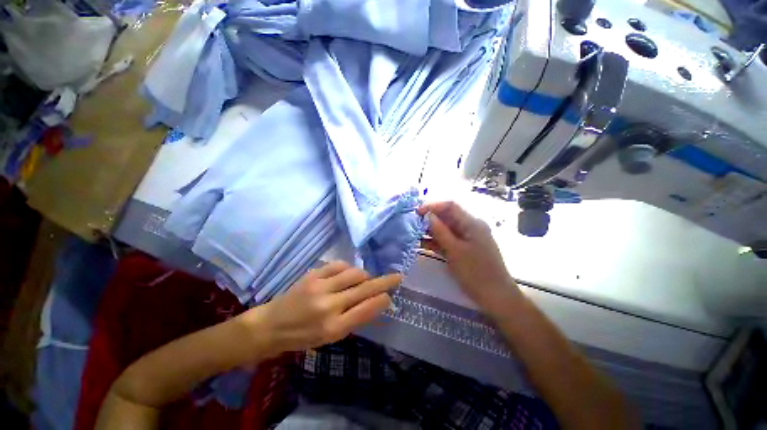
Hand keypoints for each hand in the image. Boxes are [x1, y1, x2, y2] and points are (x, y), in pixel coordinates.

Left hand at [256, 261, 400, 354]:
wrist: (271, 326)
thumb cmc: (302, 337)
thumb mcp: (330, 338)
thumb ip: (353, 319)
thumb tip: (375, 302)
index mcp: (334, 328)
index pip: (367, 309)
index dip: (383, 300)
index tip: (391, 296)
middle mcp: (329, 306)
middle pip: (365, 289)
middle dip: (385, 282)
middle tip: (398, 276)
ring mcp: (320, 287)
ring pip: (355, 273)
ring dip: (364, 275)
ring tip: (364, 279)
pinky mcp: (313, 275)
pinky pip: (339, 265)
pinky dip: (348, 268)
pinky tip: (347, 274)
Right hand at [418, 201, 519, 315]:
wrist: (496, 297)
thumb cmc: (476, 273)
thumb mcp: (455, 251)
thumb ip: (440, 231)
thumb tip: (427, 215)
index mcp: (472, 223)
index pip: (450, 206)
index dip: (432, 206)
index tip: (416, 213)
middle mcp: (471, 227)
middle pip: (448, 217)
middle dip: (430, 219)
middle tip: (413, 225)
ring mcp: (468, 238)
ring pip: (447, 229)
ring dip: (431, 231)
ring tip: (415, 235)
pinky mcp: (465, 249)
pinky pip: (449, 240)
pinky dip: (437, 241)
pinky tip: (423, 244)